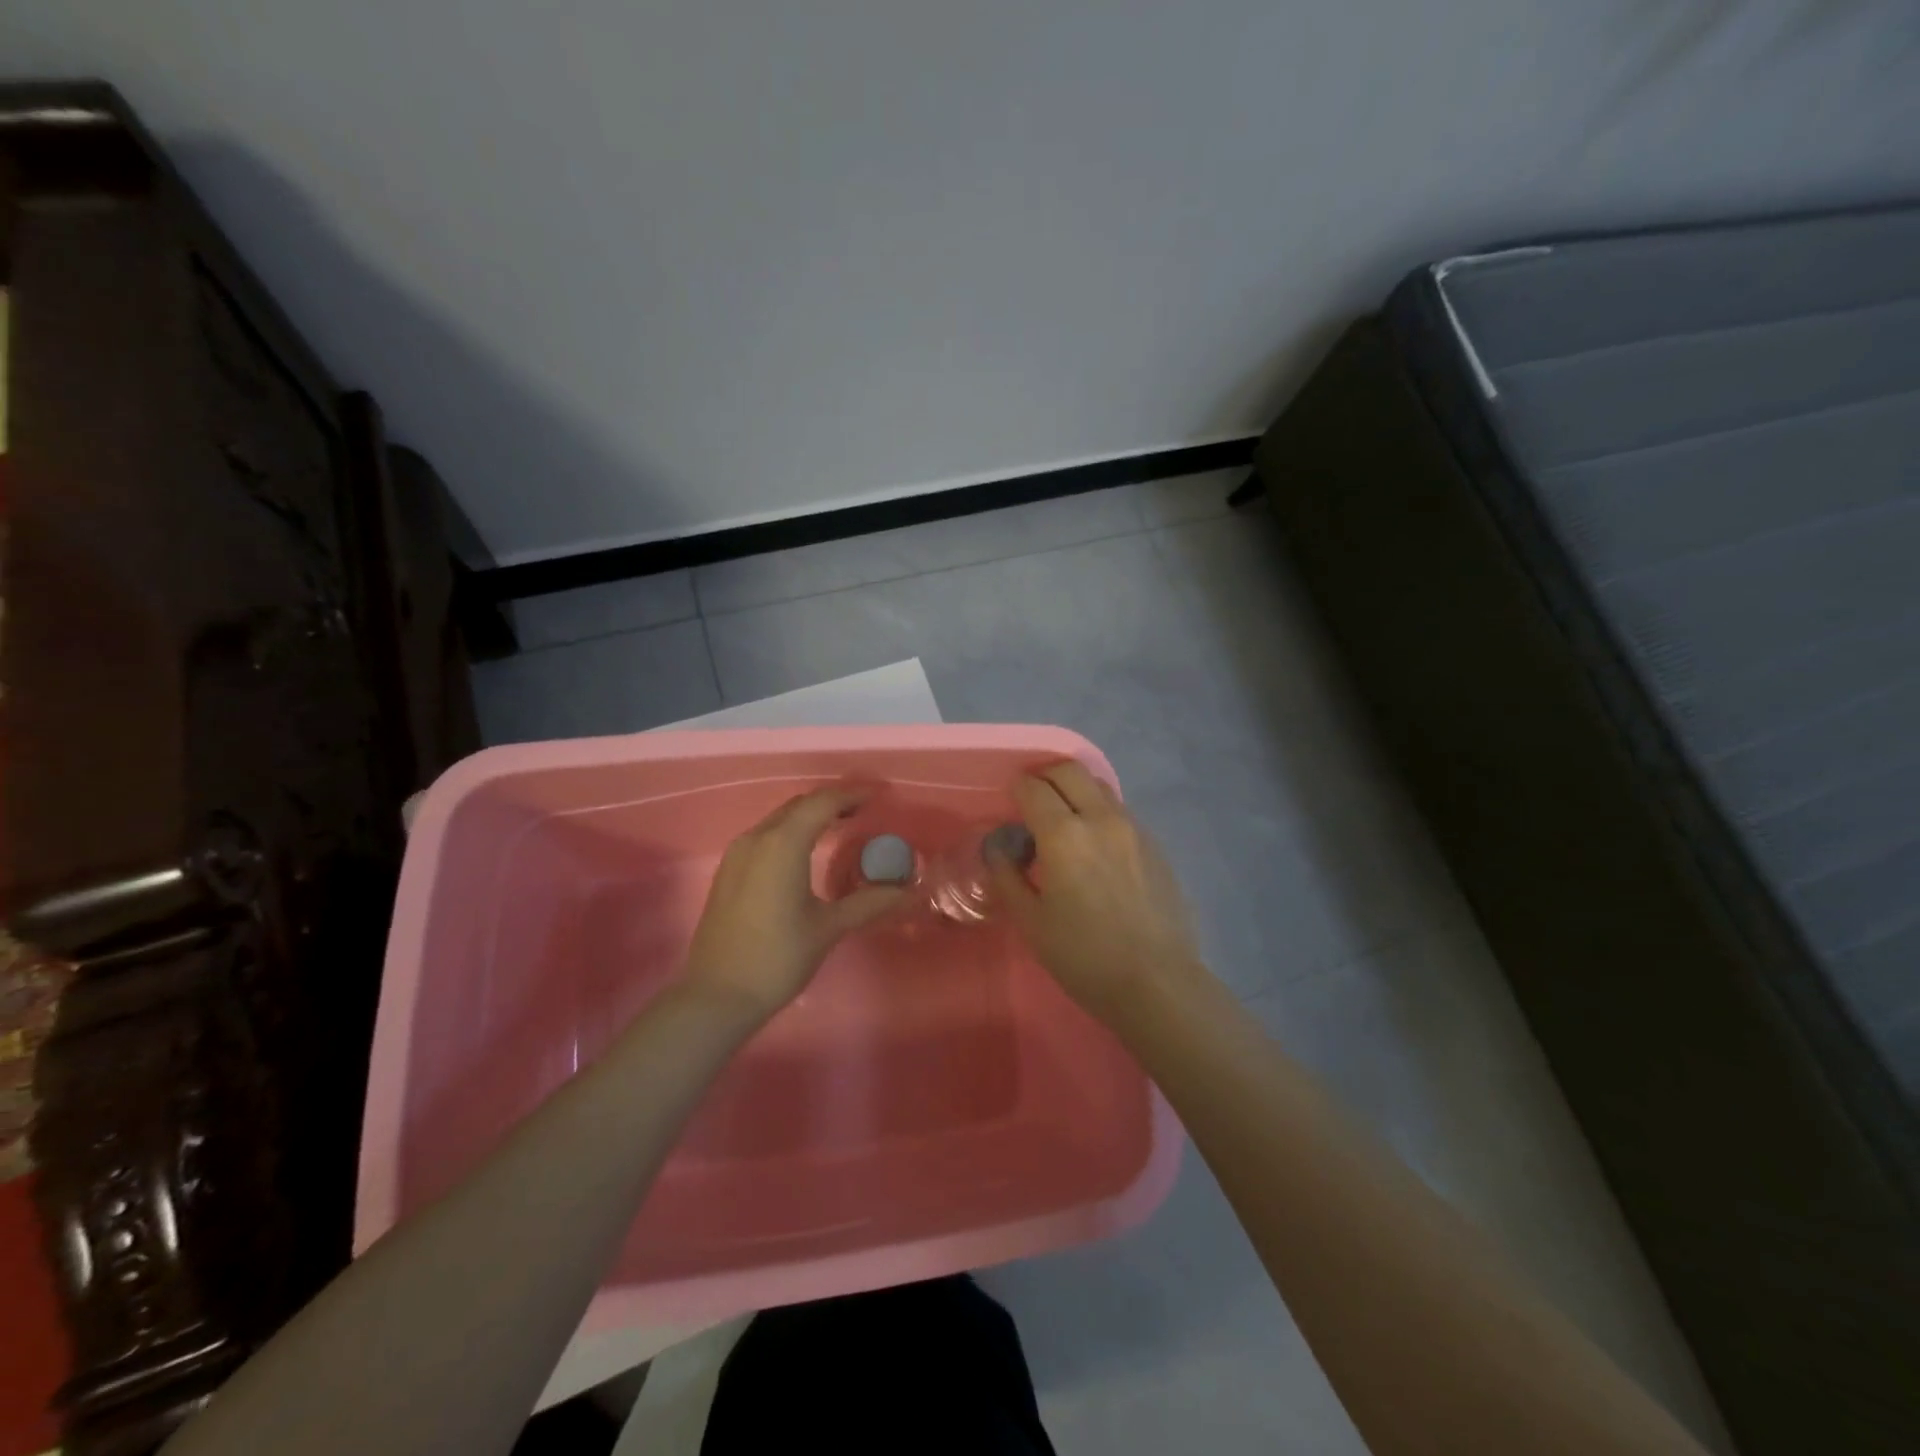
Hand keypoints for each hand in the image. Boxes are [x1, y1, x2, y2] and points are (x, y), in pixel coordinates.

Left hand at [683, 784, 906, 1021]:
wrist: (716, 996)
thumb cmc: (777, 958)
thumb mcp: (828, 928)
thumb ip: (868, 902)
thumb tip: (908, 891)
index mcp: (782, 844)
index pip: (823, 802)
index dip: (853, 794)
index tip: (880, 794)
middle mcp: (757, 838)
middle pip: (800, 806)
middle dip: (833, 802)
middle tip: (866, 809)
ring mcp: (738, 854)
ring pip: (780, 819)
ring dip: (811, 816)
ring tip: (842, 825)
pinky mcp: (729, 871)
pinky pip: (766, 836)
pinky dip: (792, 832)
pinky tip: (808, 851)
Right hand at [987, 762, 1202, 1023]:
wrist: (1157, 982)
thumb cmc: (1084, 956)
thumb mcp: (1031, 921)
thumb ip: (1007, 875)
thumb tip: (998, 848)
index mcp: (1064, 834)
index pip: (1032, 787)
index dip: (1015, 790)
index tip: (1009, 805)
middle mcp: (1100, 818)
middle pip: (1069, 770)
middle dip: (1044, 776)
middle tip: (1032, 801)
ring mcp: (1133, 827)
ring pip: (1098, 786)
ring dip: (1075, 790)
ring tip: (1064, 821)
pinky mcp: (1155, 843)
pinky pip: (1120, 810)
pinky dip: (1099, 811)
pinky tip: (1095, 846)